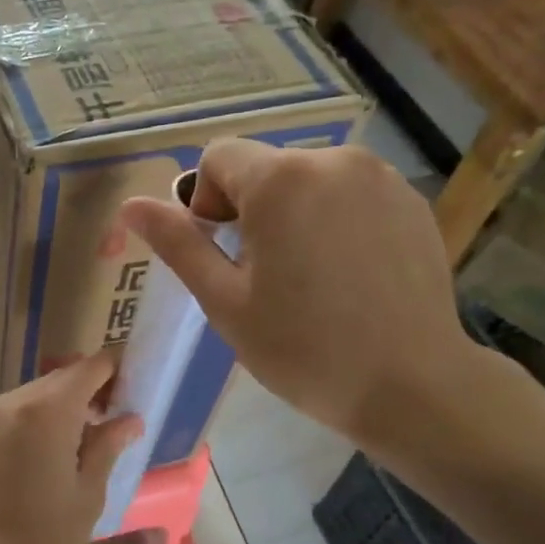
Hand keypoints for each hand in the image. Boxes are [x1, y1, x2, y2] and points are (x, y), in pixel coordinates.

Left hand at [0, 355, 141, 543]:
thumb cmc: (46, 540)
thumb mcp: (88, 493)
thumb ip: (108, 446)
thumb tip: (130, 420)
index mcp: (47, 410)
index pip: (89, 367)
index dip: (114, 372)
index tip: (132, 390)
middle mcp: (14, 401)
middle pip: (61, 378)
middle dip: (90, 390)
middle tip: (114, 419)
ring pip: (37, 394)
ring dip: (63, 405)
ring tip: (85, 440)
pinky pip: (16, 411)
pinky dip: (38, 418)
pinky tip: (53, 450)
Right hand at [119, 141, 483, 460]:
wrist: (413, 386)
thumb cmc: (303, 348)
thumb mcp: (224, 300)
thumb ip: (177, 244)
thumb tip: (131, 206)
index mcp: (281, 179)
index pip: (218, 157)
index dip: (204, 201)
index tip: (222, 254)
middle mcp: (334, 160)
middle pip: (265, 168)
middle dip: (249, 209)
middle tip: (262, 275)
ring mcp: (381, 178)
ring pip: (308, 180)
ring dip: (292, 213)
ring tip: (308, 276)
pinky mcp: (412, 201)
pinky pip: (350, 194)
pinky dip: (335, 219)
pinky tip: (348, 275)